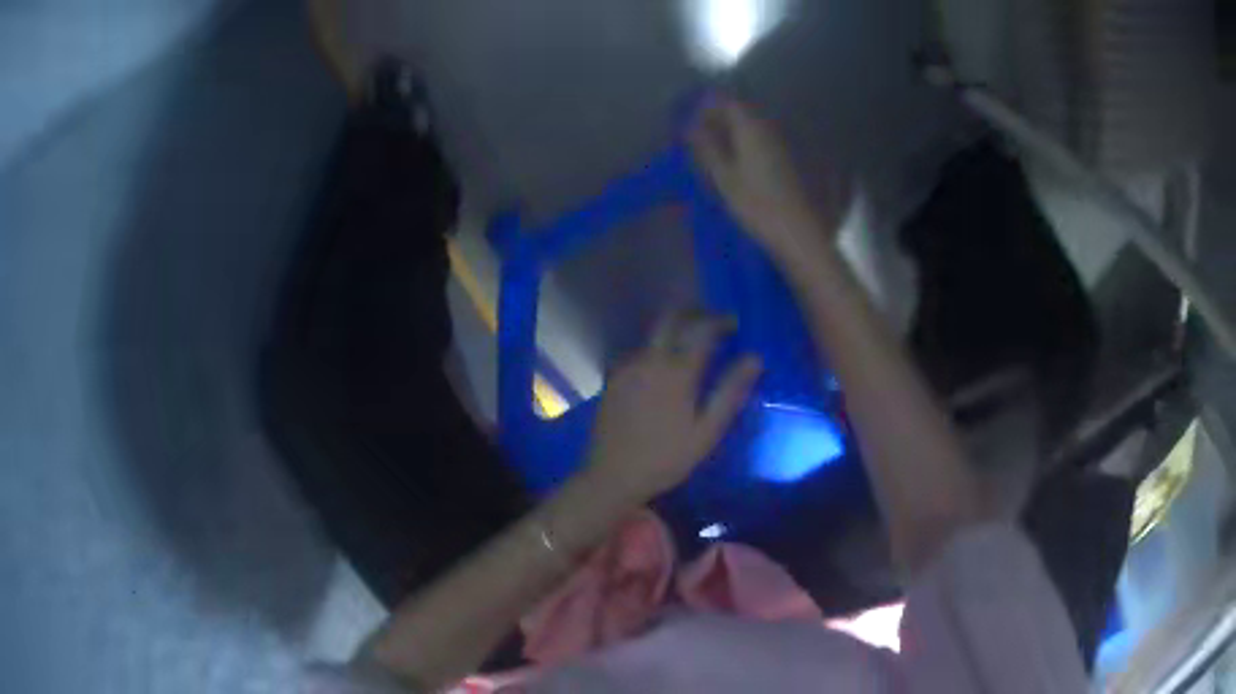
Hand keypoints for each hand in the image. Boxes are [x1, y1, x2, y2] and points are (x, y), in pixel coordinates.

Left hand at [584, 312, 762, 502]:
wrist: (612, 476)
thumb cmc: (666, 458)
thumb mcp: (707, 431)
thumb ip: (730, 392)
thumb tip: (755, 358)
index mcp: (676, 371)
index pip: (701, 329)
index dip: (720, 321)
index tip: (734, 323)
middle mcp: (649, 359)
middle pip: (670, 319)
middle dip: (693, 314)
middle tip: (712, 323)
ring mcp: (627, 367)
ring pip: (652, 335)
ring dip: (673, 331)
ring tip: (691, 345)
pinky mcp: (613, 378)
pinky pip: (638, 352)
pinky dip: (656, 349)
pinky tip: (662, 368)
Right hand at [688, 98, 829, 257]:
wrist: (799, 232)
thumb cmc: (758, 205)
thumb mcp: (724, 178)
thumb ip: (707, 148)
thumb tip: (690, 127)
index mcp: (752, 128)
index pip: (727, 102)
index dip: (707, 107)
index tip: (690, 121)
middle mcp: (770, 129)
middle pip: (742, 112)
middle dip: (719, 119)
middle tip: (698, 137)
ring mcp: (783, 144)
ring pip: (753, 128)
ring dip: (732, 133)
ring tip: (713, 152)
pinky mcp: (790, 161)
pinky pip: (762, 142)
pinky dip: (746, 146)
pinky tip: (737, 164)